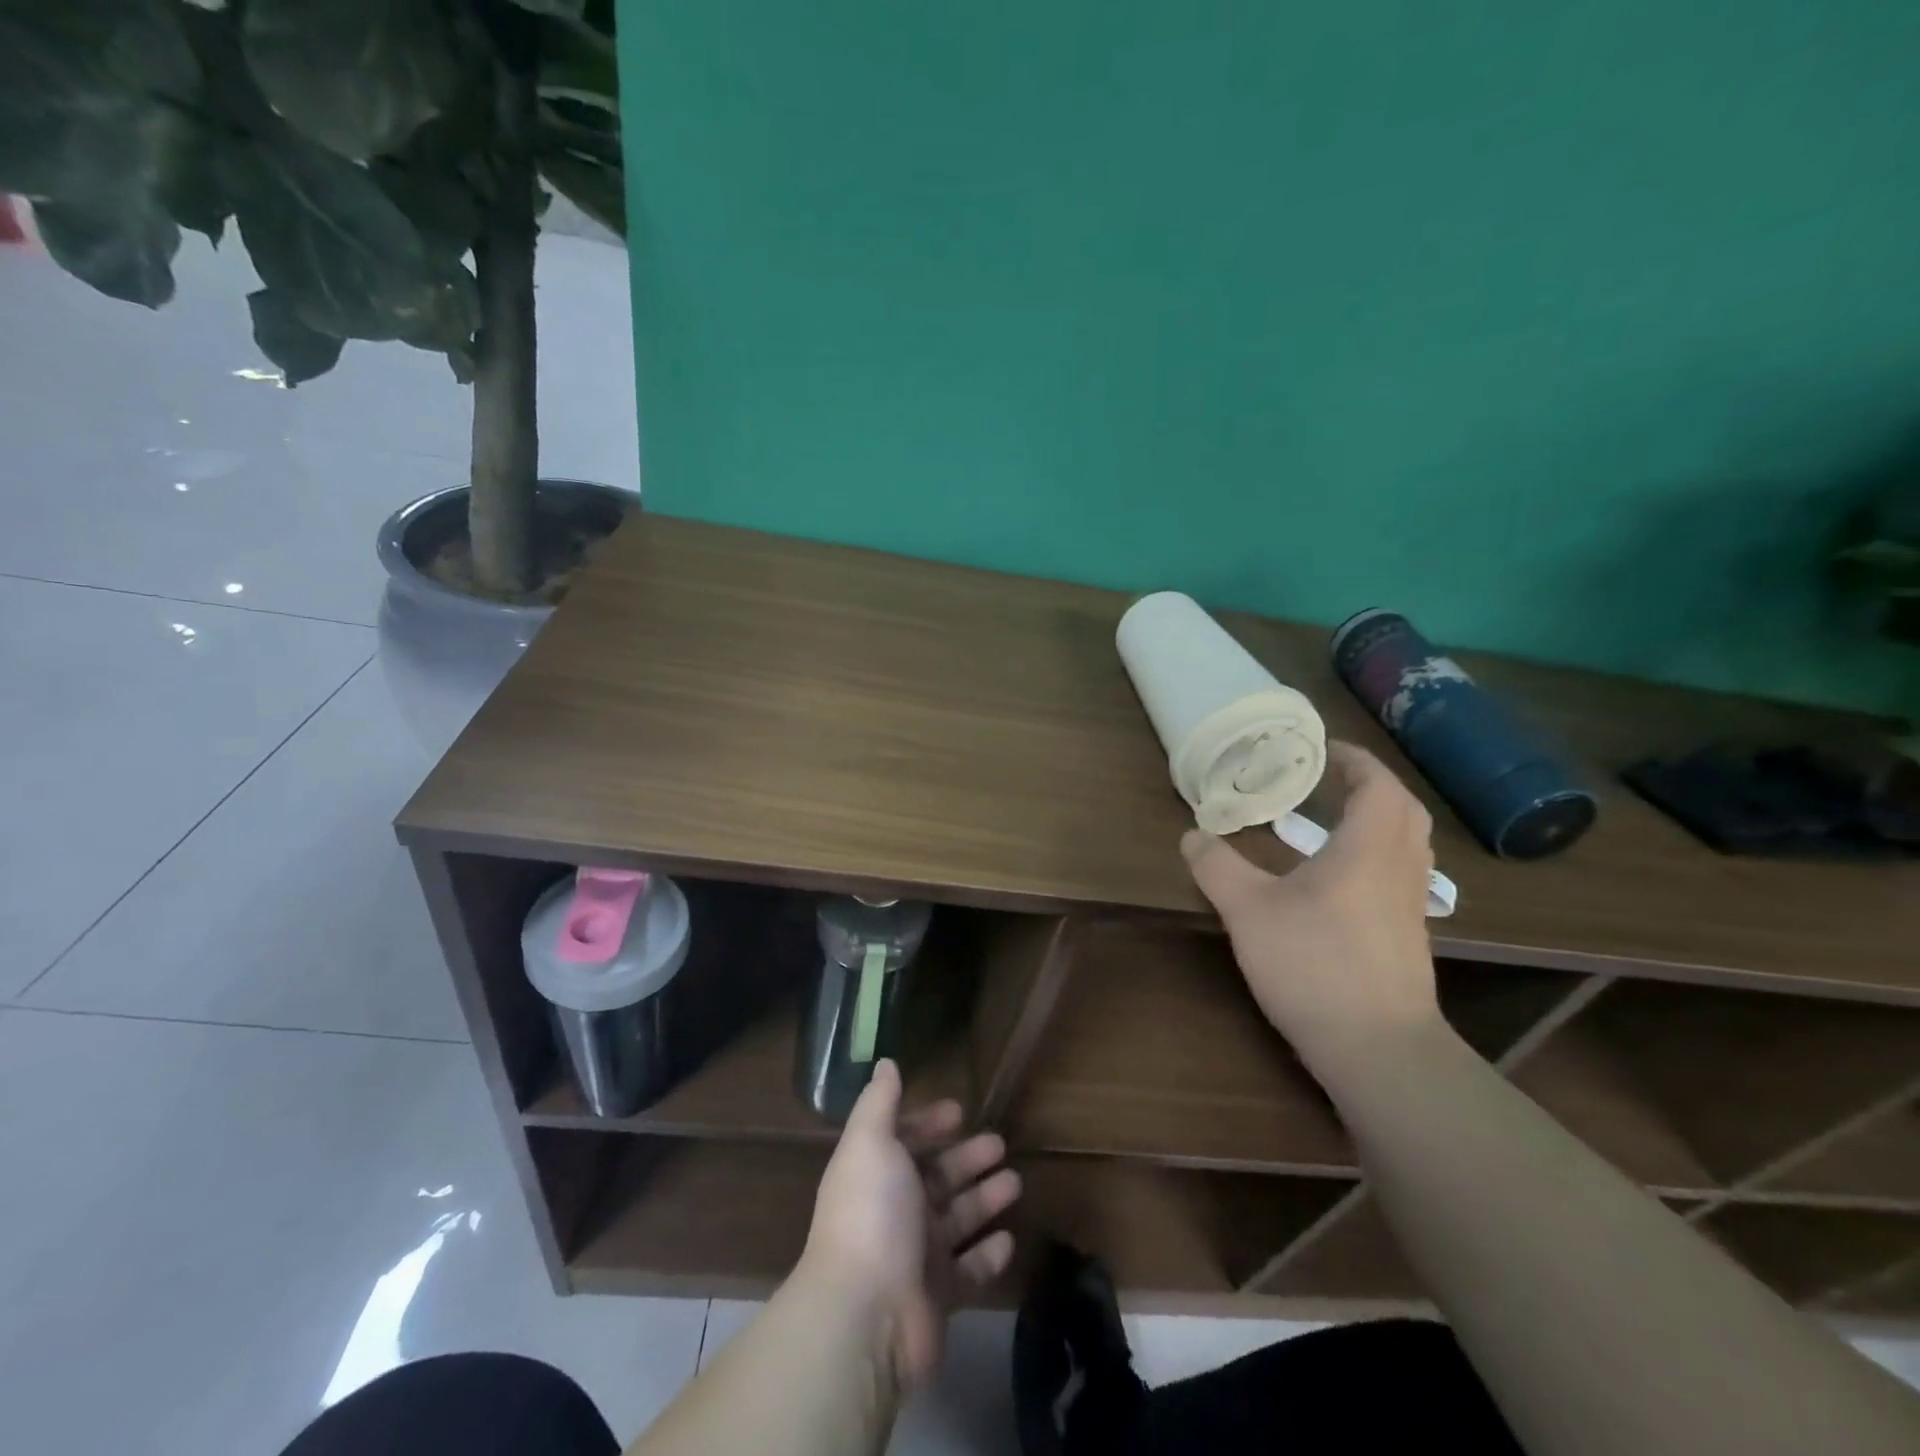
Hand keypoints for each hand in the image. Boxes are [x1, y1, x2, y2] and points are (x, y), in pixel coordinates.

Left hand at [796, 1060, 1020, 1388]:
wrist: (868, 1314)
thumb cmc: (871, 1214)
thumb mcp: (870, 1143)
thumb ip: (880, 1102)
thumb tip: (886, 1062)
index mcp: (875, 1173)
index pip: (903, 1140)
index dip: (928, 1123)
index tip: (959, 1110)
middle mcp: (894, 1211)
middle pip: (936, 1177)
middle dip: (966, 1158)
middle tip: (1000, 1144)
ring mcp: (917, 1256)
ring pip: (957, 1219)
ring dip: (984, 1199)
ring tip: (1015, 1182)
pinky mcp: (939, 1297)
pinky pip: (969, 1270)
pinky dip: (988, 1254)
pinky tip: (1009, 1239)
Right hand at [1181, 741, 1442, 1086]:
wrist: (1378, 1050)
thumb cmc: (1315, 965)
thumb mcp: (1249, 911)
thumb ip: (1218, 867)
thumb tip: (1192, 834)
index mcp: (1369, 848)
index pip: (1377, 785)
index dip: (1355, 760)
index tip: (1323, 749)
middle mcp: (1400, 869)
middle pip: (1403, 811)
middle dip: (1372, 786)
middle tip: (1330, 781)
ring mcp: (1410, 906)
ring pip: (1409, 845)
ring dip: (1379, 821)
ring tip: (1333, 822)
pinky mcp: (1408, 938)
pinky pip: (1401, 876)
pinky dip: (1378, 857)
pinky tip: (1339, 880)